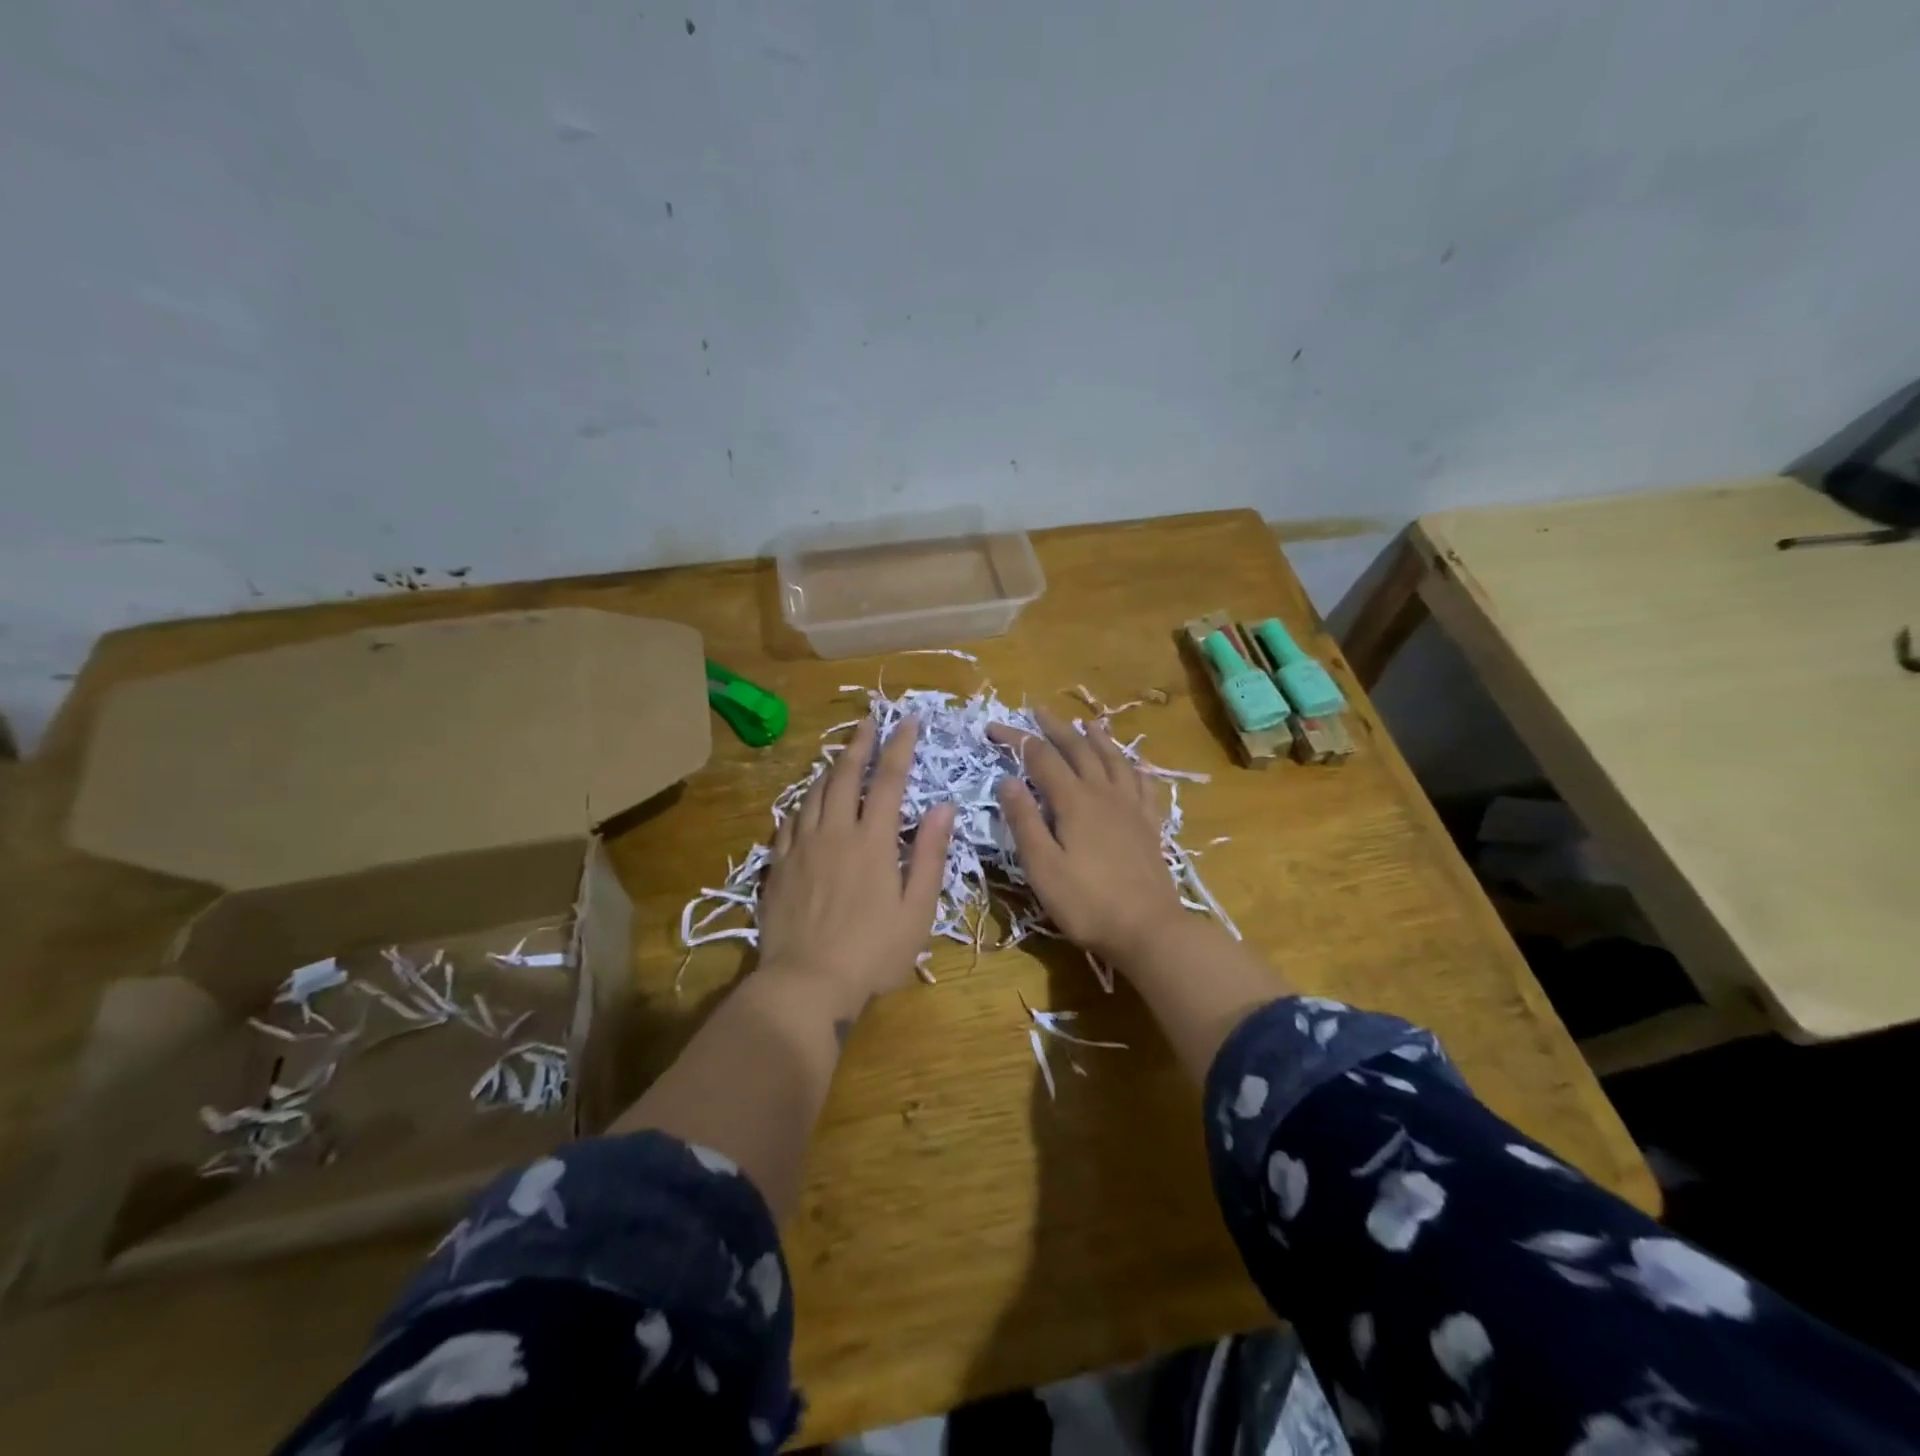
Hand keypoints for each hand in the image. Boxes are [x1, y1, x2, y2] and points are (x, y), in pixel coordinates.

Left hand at [759, 718, 954, 1022]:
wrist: (805, 982)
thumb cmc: (873, 952)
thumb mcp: (917, 909)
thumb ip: (929, 855)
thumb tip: (943, 806)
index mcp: (872, 840)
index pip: (888, 779)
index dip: (900, 746)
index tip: (909, 720)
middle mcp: (834, 832)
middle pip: (845, 775)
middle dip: (860, 743)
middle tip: (870, 720)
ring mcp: (801, 846)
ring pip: (814, 792)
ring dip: (831, 767)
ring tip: (841, 754)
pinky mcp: (777, 865)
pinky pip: (788, 821)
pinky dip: (802, 803)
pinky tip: (805, 802)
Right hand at [987, 707, 1184, 964]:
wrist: (1149, 929)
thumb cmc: (1087, 902)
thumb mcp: (1042, 866)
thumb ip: (1024, 821)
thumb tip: (1007, 779)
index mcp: (1074, 801)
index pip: (1040, 757)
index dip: (1016, 739)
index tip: (992, 728)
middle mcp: (1104, 793)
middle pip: (1079, 749)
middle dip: (1055, 728)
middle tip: (1037, 711)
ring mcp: (1132, 807)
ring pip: (1114, 759)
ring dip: (1097, 738)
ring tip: (1087, 723)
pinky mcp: (1150, 824)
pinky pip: (1143, 782)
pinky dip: (1133, 765)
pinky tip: (1131, 764)